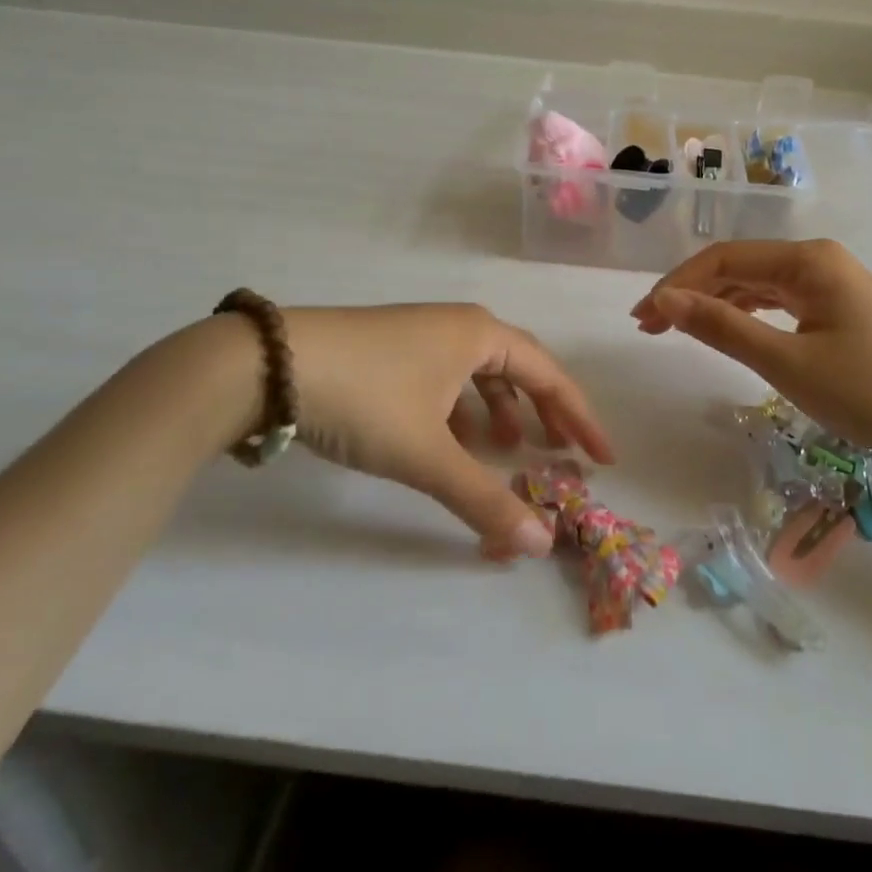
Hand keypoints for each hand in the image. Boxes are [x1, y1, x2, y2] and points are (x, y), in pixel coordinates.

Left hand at [280, 305, 613, 558]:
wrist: (268, 365)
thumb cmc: (364, 398)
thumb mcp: (426, 454)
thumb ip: (483, 500)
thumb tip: (540, 544)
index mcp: (479, 334)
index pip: (549, 374)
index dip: (579, 416)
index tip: (602, 455)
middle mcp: (456, 326)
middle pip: (519, 367)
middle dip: (544, 410)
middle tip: (563, 450)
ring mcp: (419, 334)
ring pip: (478, 372)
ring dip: (499, 410)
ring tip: (504, 450)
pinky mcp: (388, 349)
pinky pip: (445, 378)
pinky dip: (460, 409)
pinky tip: (448, 439)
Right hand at [630, 240, 871, 476]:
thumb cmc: (870, 392)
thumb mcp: (787, 363)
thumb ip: (722, 327)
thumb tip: (663, 300)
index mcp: (807, 259)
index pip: (724, 260)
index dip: (677, 285)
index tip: (642, 318)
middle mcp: (817, 259)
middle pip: (738, 267)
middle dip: (691, 293)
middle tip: (648, 327)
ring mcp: (830, 282)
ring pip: (756, 284)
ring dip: (715, 304)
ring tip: (675, 330)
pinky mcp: (837, 307)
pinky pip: (778, 301)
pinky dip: (746, 314)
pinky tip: (725, 328)